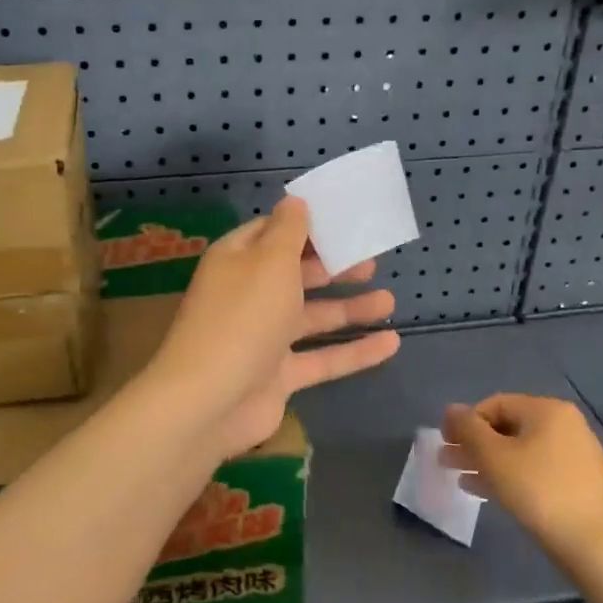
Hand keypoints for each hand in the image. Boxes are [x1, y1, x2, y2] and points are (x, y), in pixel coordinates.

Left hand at [148, 197, 399, 458]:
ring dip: (348, 309)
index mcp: (237, 261)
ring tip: (389, 301)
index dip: (304, 225)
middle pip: (294, 275)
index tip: (342, 221)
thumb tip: (295, 201)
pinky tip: (391, 343)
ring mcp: (262, 339)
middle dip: (332, 268)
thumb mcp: (270, 261)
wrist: (210, 401)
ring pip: (311, 318)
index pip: (270, 233)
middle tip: (371, 261)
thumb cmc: (244, 316)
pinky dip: (354, 352)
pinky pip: (321, 359)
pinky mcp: (278, 377)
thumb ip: (289, 231)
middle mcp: (248, 296)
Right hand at [442, 395, 602, 552]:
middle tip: (447, 461)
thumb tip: (451, 409)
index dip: (465, 421)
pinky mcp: (578, 482)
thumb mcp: (494, 457)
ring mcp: (575, 454)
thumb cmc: (539, 491)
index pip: (495, 404)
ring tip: (461, 478)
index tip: (445, 444)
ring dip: (487, 462)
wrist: (597, 545)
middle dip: (474, 444)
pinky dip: (509, 476)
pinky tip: (487, 492)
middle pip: (507, 427)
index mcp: (547, 410)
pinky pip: (535, 469)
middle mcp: (564, 425)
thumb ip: (468, 429)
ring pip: (520, 451)